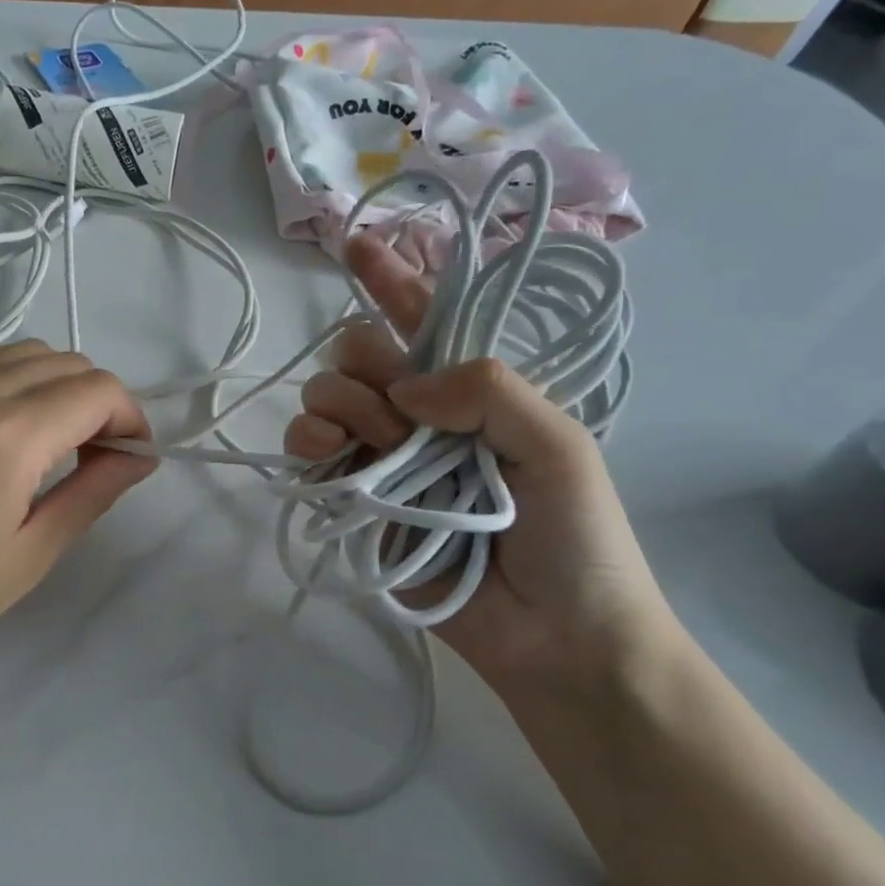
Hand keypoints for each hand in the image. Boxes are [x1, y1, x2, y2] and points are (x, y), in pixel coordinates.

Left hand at [0, 342, 155, 679]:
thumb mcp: (31, 552)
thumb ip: (94, 491)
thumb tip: (140, 456)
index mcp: (7, 434)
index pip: (98, 390)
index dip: (131, 419)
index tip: (130, 460)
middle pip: (68, 363)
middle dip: (100, 402)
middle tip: (97, 458)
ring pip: (27, 352)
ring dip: (59, 385)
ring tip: (55, 441)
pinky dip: (15, 377)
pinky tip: (9, 424)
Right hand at [285, 235, 682, 696]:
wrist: (557, 639)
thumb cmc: (577, 539)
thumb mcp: (560, 446)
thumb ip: (489, 390)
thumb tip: (402, 384)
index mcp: (473, 391)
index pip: (424, 320)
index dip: (391, 280)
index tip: (355, 245)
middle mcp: (420, 417)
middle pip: (359, 355)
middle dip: (365, 368)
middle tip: (400, 420)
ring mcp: (384, 460)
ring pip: (326, 399)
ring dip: (336, 407)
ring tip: (371, 448)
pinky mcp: (356, 505)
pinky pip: (309, 457)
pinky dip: (307, 448)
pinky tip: (323, 460)